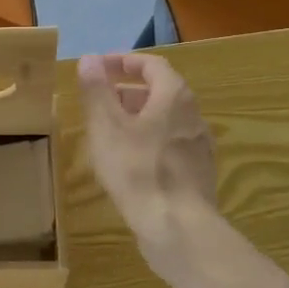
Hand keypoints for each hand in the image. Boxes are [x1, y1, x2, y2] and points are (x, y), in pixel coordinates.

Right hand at [77, 52, 218, 252]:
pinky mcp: (197, 174)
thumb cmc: (137, 170)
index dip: (125, 62)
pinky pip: (171, 145)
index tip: (101, 67)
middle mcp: (193, 116)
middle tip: (100, 101)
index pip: (152, 65)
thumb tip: (89, 59)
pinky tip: (130, 163)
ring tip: (110, 132)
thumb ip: (97, 91)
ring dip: (138, 118)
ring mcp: (199, 146)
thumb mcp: (107, 127)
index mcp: (174, 97)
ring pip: (166, 121)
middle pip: (161, 92)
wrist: (177, 227)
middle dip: (128, 92)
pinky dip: (149, 141)